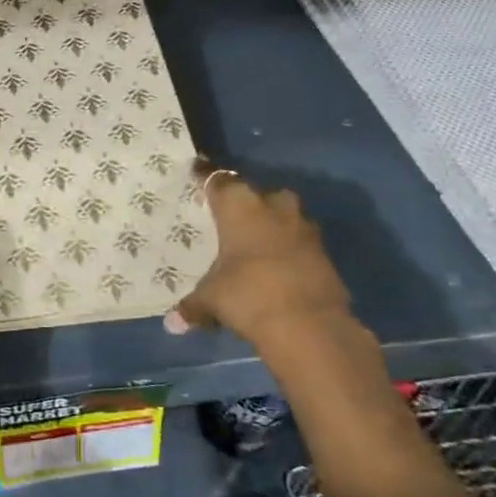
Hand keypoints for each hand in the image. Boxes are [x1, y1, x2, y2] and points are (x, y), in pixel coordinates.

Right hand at [166, 162, 356, 348]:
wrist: (310, 325)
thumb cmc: (248, 295)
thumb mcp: (211, 299)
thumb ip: (192, 305)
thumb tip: (172, 323)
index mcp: (238, 205)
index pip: (216, 179)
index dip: (204, 176)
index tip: (196, 171)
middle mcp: (272, 206)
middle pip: (254, 193)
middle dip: (242, 202)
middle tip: (226, 217)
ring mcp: (302, 227)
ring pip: (281, 214)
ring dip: (269, 223)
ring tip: (252, 242)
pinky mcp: (323, 251)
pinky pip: (297, 239)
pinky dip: (286, 247)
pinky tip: (274, 265)